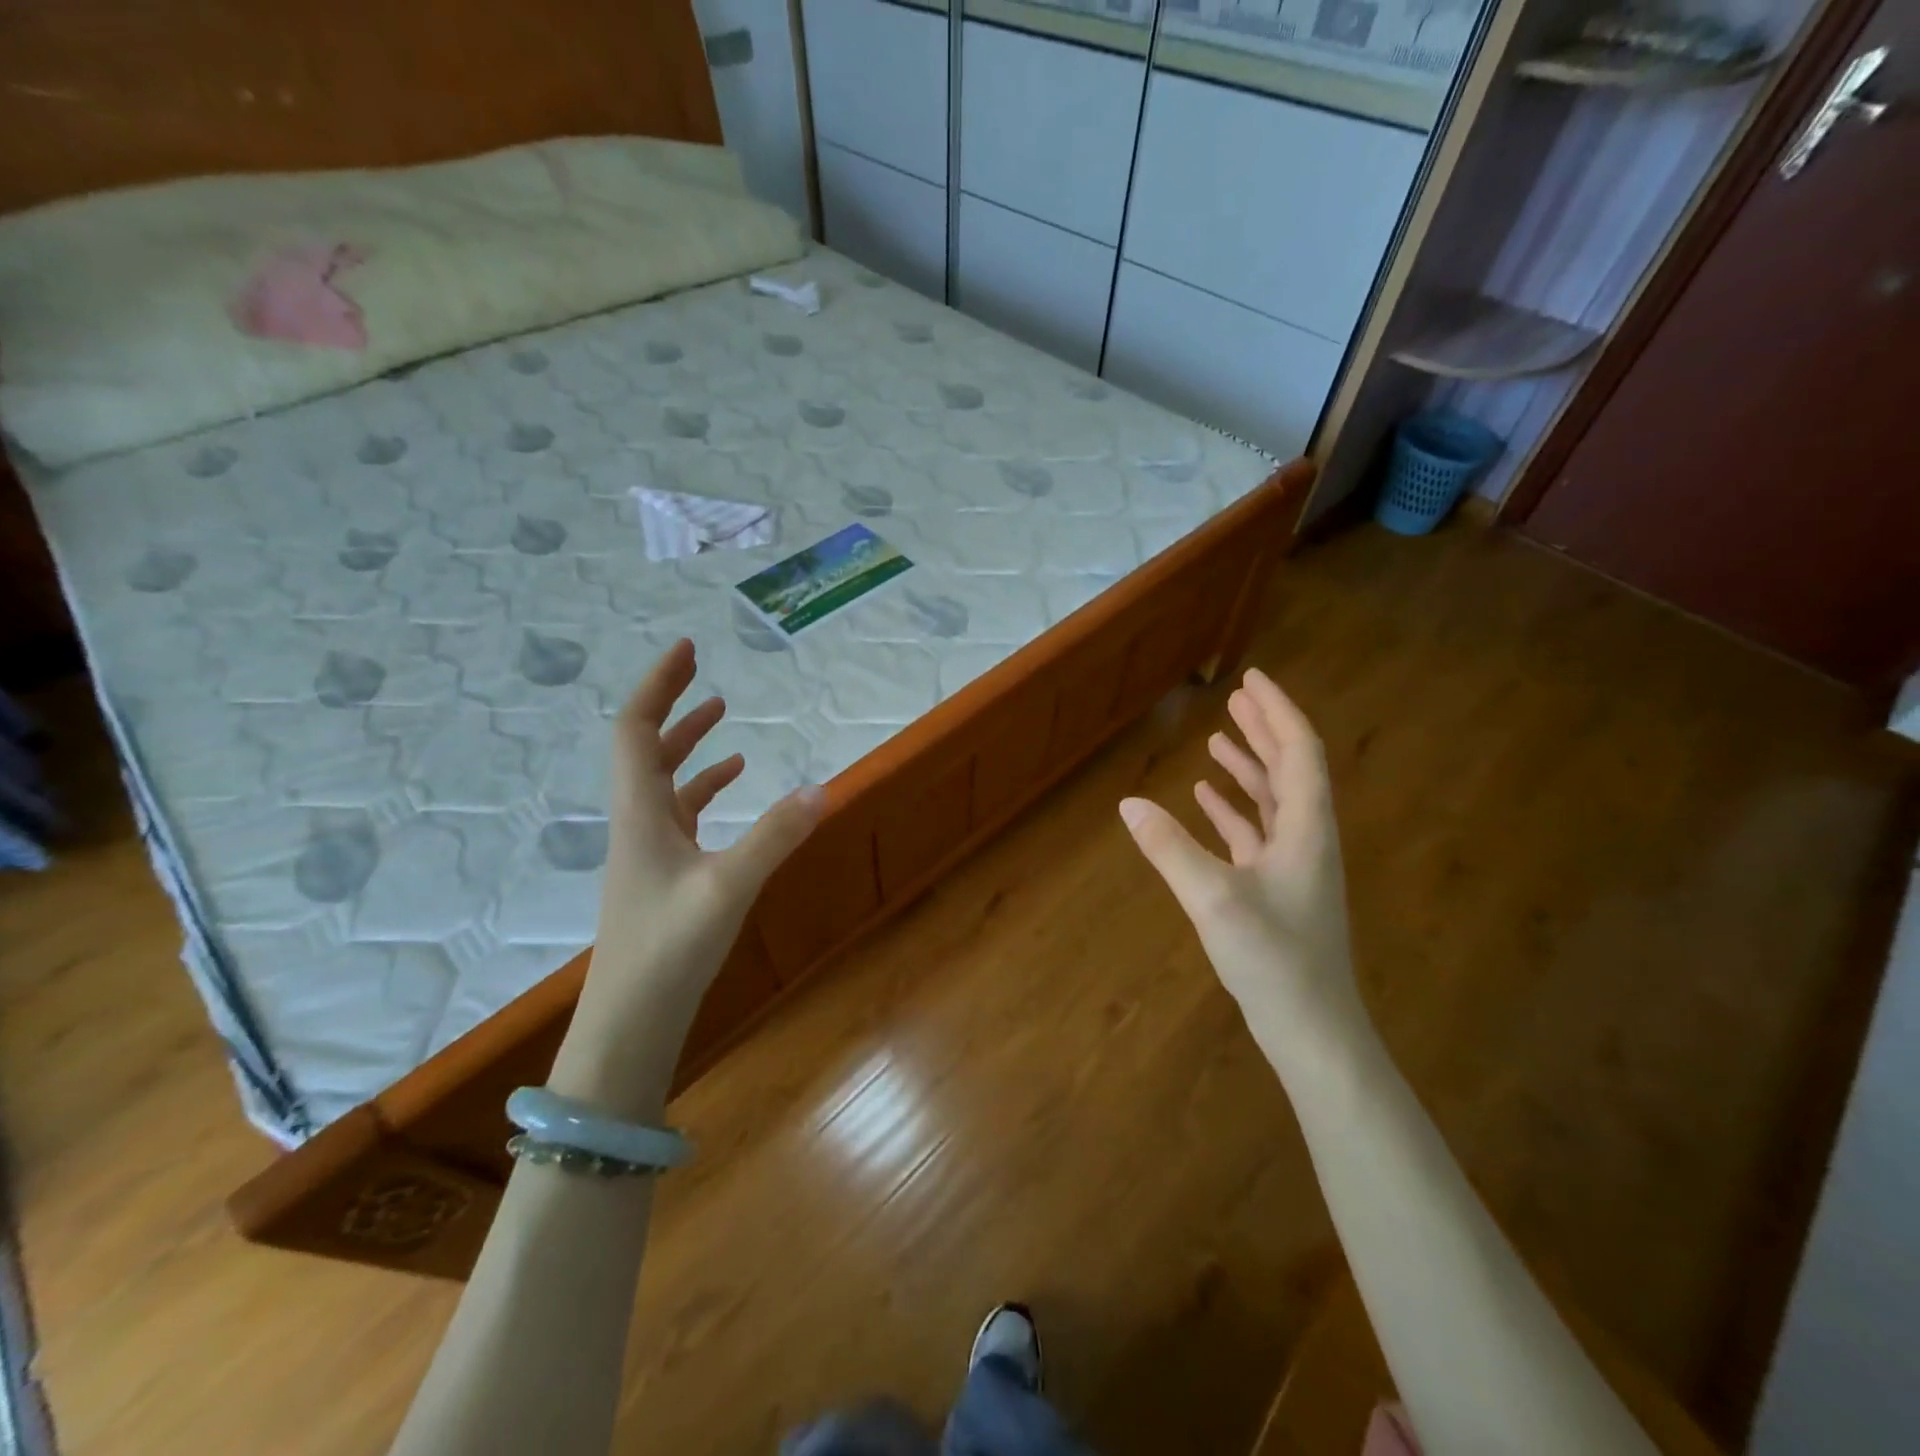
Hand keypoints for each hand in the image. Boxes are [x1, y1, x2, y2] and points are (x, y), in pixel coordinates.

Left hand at [560, 640, 820, 1095]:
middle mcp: (638, 823)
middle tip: (704, 674)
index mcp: (640, 813)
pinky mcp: (664, 875)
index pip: (635, 730)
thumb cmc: (668, 951)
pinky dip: (705, 790)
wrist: (629, 1025)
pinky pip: (681, 814)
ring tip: (725, 719)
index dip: (658, 685)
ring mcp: (649, 851)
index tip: (686, 650)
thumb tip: (825, 787)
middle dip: (673, 706)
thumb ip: (776, 836)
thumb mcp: (728, 889)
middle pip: (645, 748)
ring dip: (689, 746)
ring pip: (664, 782)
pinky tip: (735, 788)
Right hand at [1119, 669, 1366, 1064]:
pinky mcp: (1277, 890)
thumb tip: (1127, 804)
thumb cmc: (1274, 960)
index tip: (1252, 679)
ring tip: (1218, 738)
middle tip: (1235, 697)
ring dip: (1248, 766)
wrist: (1313, 1031)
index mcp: (1306, 829)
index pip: (1298, 752)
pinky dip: (1234, 810)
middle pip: (1289, 768)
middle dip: (1263, 729)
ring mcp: (1294, 866)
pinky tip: (1206, 800)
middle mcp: (1307, 838)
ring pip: (1273, 800)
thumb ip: (1169, 848)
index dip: (1277, 712)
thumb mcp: (1213, 899)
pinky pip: (1257, 834)